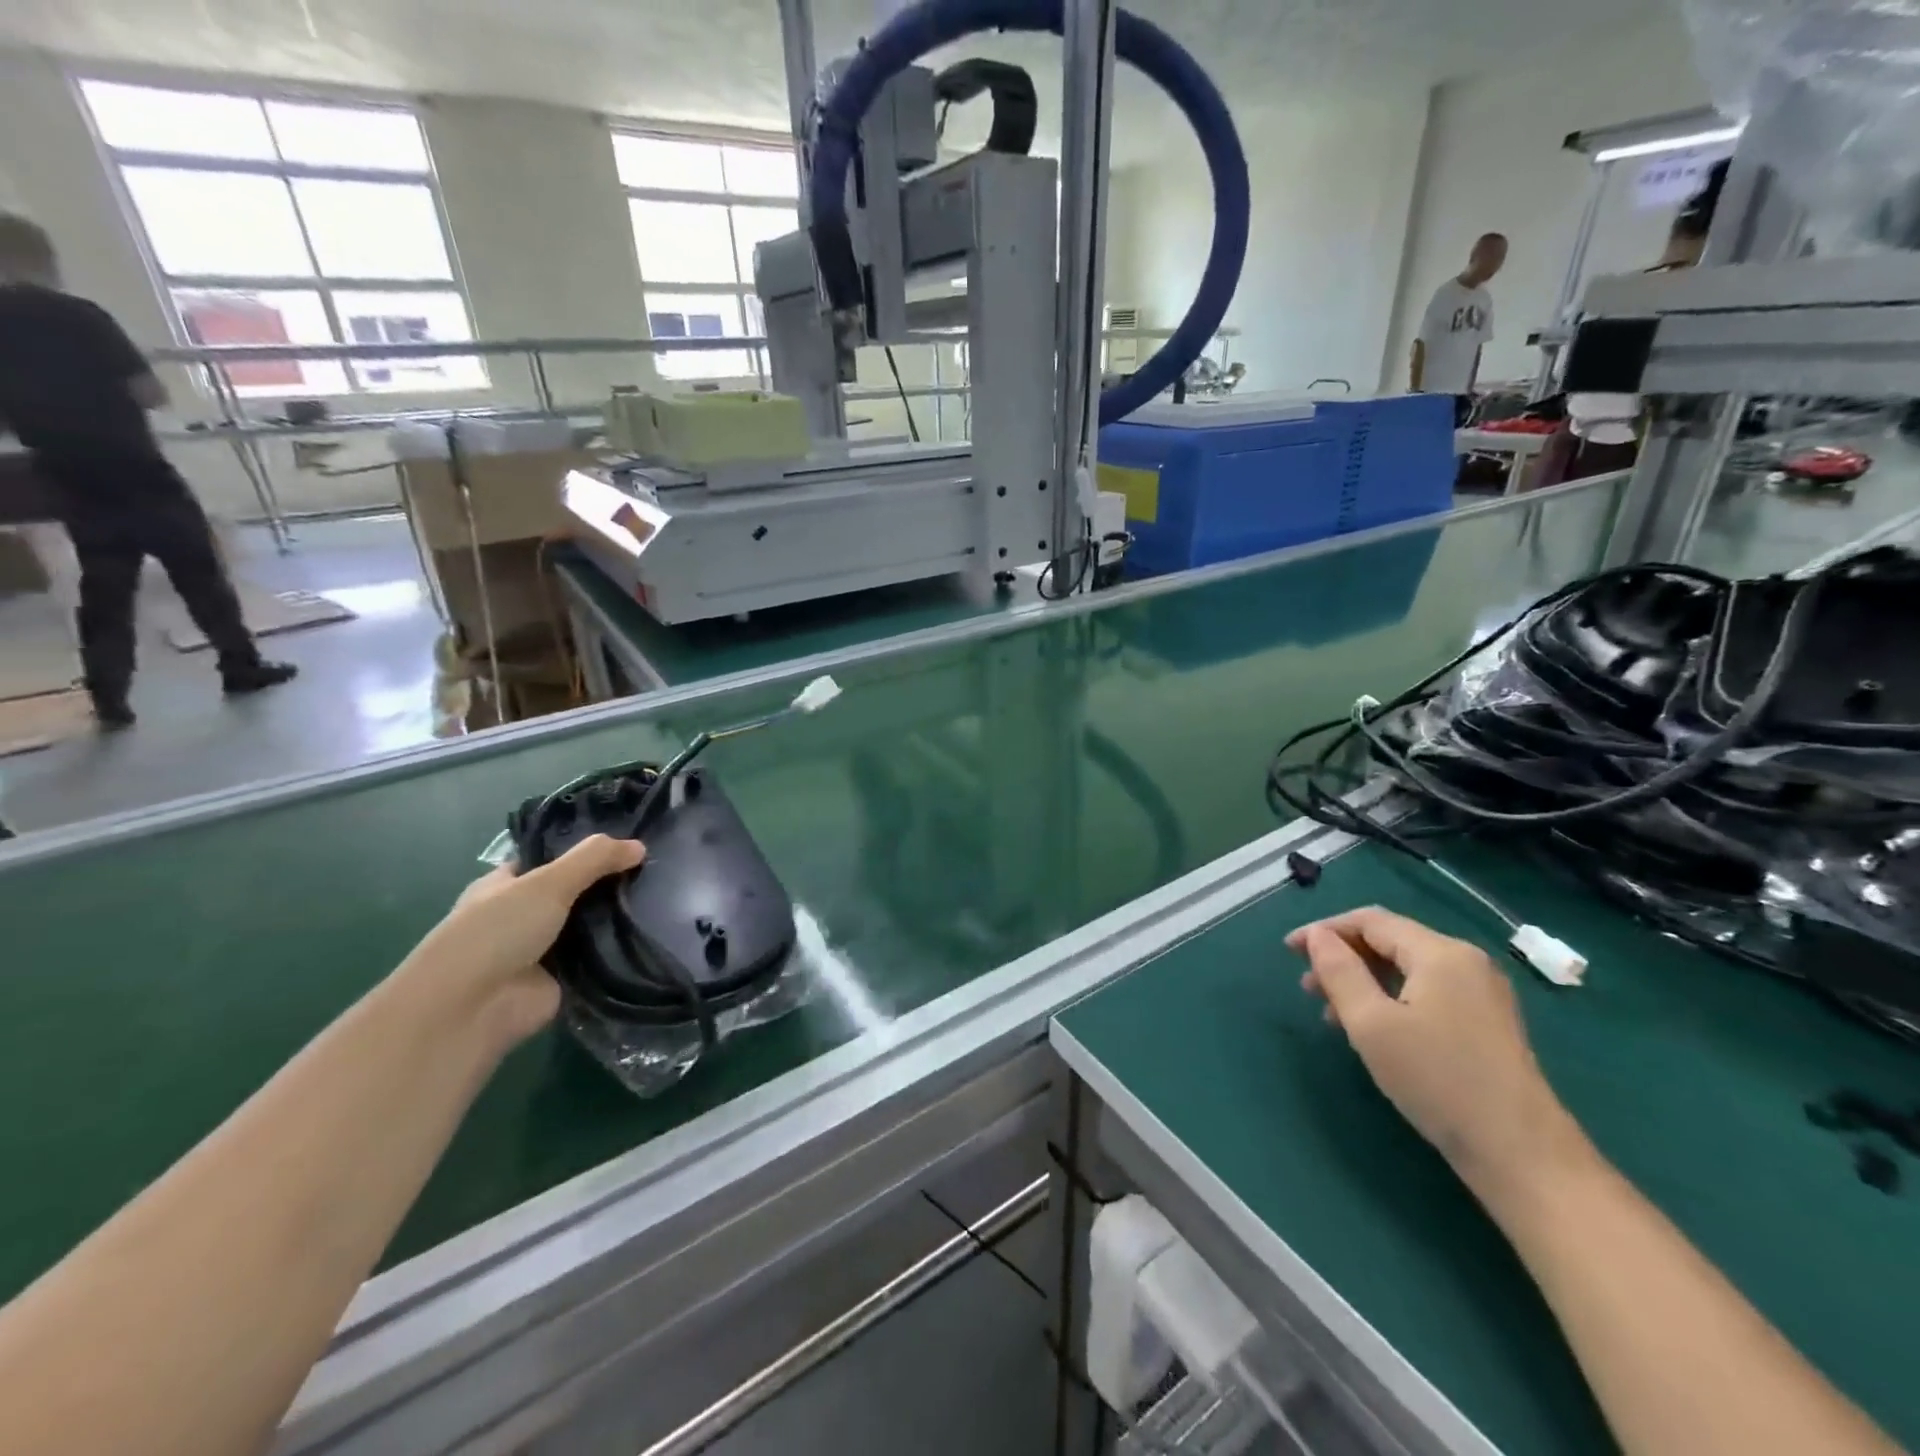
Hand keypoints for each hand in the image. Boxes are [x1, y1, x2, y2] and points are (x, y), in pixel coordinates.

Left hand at [402, 835, 645, 1047]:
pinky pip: (599, 958)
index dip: (586, 850)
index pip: (551, 859)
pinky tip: (654, 935)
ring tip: (665, 900)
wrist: (473, 1009)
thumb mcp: (547, 882)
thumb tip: (641, 846)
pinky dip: (621, 951)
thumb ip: (594, 859)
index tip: (630, 842)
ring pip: (591, 925)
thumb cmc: (497, 932)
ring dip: (618, 918)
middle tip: (656, 871)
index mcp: (506, 885)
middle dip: (610, 884)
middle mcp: (523, 915)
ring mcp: (543, 949)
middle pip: (576, 892)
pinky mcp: (563, 980)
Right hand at [1288, 907, 1588, 1195]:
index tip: (1288, 951)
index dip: (1324, 931)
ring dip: (1363, 980)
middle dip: (1342, 957)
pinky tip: (1370, 1027)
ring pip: (1406, 969)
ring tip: (1330, 1011)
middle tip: (1307, 986)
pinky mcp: (1486, 1022)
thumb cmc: (1437, 1079)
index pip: (1370, 921)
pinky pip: (1426, 991)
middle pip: (1390, 941)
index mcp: (1440, 953)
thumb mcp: (1371, 1023)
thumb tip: (1318, 937)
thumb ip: (1339, 972)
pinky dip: (1389, 998)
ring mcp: (1481, 993)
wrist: (1522, 1154)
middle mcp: (1465, 961)